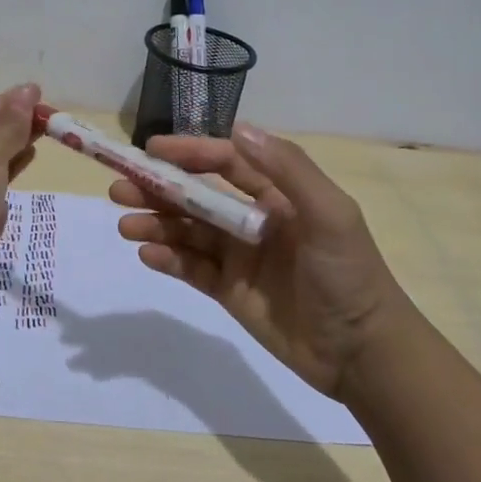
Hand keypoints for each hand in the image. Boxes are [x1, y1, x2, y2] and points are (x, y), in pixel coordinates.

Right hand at [110, 124, 407, 398]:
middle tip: (119, 188)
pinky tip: (147, 255)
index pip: (226, 162)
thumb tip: (239, 129)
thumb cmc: (349, 275)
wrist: (362, 353)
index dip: (190, 152)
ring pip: (187, 232)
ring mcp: (239, 256)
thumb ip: (287, 169)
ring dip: (155, 224)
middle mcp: (253, 219)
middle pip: (197, 195)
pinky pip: (191, 269)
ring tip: (126, 225)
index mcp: (278, 195)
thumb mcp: (330, 214)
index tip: (152, 149)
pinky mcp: (229, 290)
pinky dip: (168, 260)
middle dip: (158, 188)